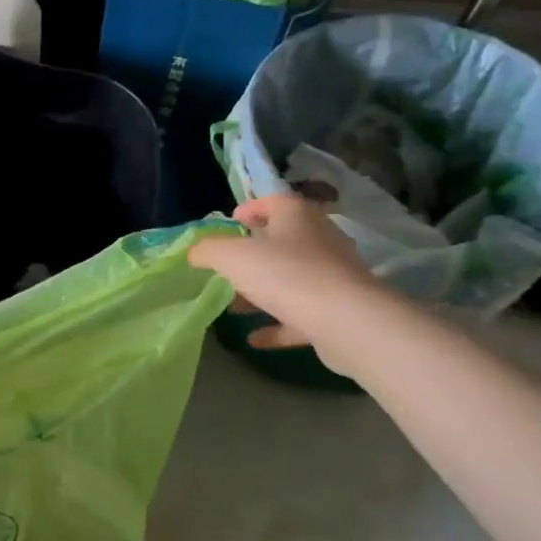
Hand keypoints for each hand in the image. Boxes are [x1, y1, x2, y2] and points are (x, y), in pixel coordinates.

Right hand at [189, 193, 385, 369]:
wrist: (346, 322)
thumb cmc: (286, 274)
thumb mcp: (232, 257)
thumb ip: (208, 250)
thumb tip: (194, 252)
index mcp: (297, 216)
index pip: (272, 202)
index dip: (249, 209)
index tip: (230, 223)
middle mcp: (319, 240)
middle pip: (281, 242)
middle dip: (251, 256)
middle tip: (224, 269)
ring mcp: (331, 276)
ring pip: (290, 279)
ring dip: (261, 292)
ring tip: (232, 306)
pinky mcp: (337, 311)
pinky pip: (300, 315)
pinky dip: (277, 324)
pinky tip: (254, 338)